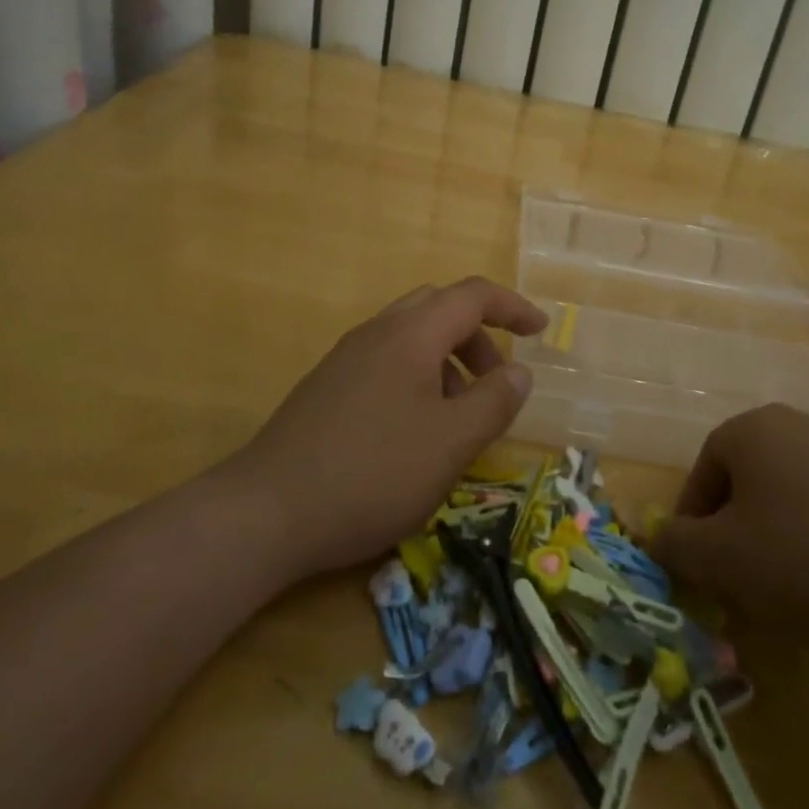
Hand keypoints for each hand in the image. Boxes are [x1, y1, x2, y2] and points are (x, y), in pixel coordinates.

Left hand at [229, 278, 546, 577]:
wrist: (267, 513)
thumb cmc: (373, 472)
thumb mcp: (451, 443)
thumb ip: (494, 402)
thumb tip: (519, 372)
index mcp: (410, 334)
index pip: (472, 295)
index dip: (512, 307)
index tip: (541, 331)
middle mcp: (377, 333)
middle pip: (439, 309)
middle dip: (478, 337)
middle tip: (496, 381)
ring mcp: (346, 359)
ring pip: (411, 337)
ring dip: (447, 361)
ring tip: (457, 418)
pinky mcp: (327, 388)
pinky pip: (386, 362)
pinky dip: (418, 378)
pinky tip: (415, 432)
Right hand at [650, 404, 808, 677]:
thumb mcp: (724, 562)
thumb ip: (676, 543)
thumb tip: (653, 532)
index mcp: (755, 429)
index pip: (703, 470)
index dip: (693, 523)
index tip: (700, 570)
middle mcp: (803, 426)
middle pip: (749, 479)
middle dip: (737, 532)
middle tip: (742, 584)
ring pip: (793, 495)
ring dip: (780, 539)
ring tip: (793, 593)